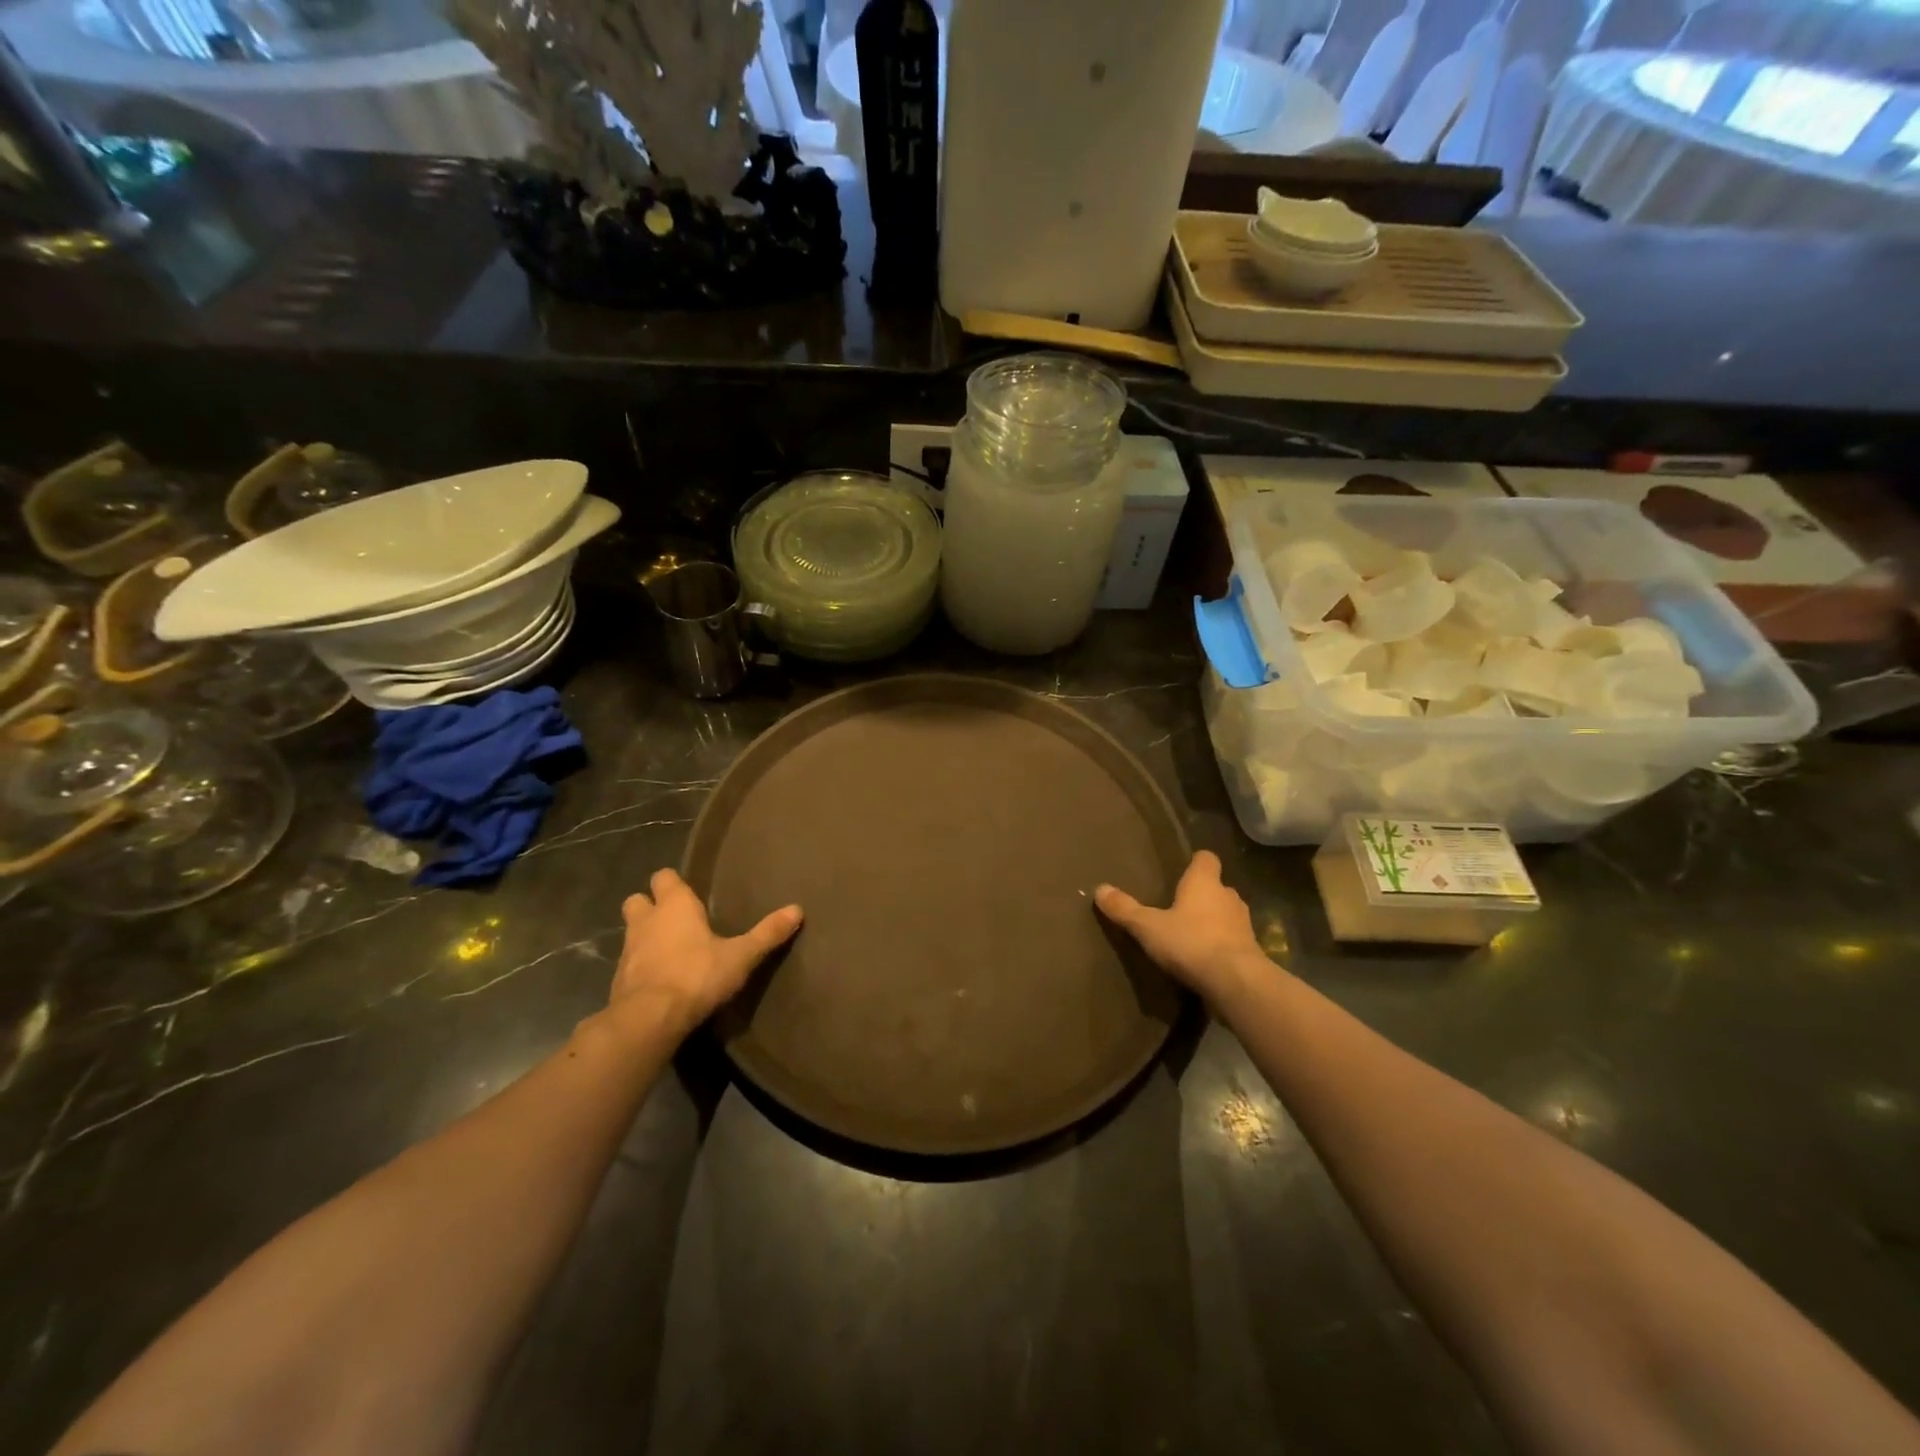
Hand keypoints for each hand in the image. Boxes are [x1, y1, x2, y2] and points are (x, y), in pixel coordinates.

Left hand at [611, 869, 801, 1037]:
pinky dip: (641, 966)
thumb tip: (797, 909)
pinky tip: (659, 979)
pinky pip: (629, 963)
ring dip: (645, 936)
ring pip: (631, 931)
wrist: (649, 1019)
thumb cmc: (697, 975)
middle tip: (674, 919)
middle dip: (651, 905)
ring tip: (669, 950)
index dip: (673, 883)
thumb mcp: (741, 956)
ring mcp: (627, 950)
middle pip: (638, 900)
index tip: (690, 893)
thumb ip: (767, 933)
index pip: (664, 876)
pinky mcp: (618, 979)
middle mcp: (646, 921)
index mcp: (674, 905)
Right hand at [1095, 851, 1267, 1004]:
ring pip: (1227, 913)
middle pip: (1217, 887)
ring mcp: (1244, 924)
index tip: (1183, 870)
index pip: (1206, 858)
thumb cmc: (1190, 942)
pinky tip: (1205, 958)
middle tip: (1179, 906)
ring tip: (1191, 933)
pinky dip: (1221, 944)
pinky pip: (1233, 939)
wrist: (1236, 982)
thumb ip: (1125, 909)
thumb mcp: (1148, 927)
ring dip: (1213, 920)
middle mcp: (1228, 896)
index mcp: (1204, 882)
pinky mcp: (1251, 950)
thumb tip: (1099, 889)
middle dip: (1202, 894)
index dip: (1195, 862)